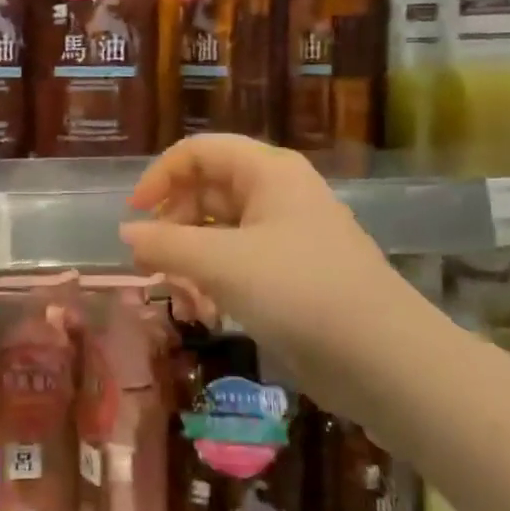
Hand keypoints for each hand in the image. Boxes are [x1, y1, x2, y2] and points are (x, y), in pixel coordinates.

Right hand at [119, 135, 414, 408]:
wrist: (383, 359)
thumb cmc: (299, 291)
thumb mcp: (221, 264)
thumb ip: (166, 244)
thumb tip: (126, 234)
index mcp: (267, 172)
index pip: (199, 152)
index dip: (160, 176)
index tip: (134, 217)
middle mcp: (277, 194)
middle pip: (206, 192)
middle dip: (173, 229)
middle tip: (152, 267)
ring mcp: (286, 236)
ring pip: (219, 233)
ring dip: (190, 264)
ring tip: (183, 302)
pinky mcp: (292, 275)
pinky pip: (238, 264)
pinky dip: (215, 283)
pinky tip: (206, 315)